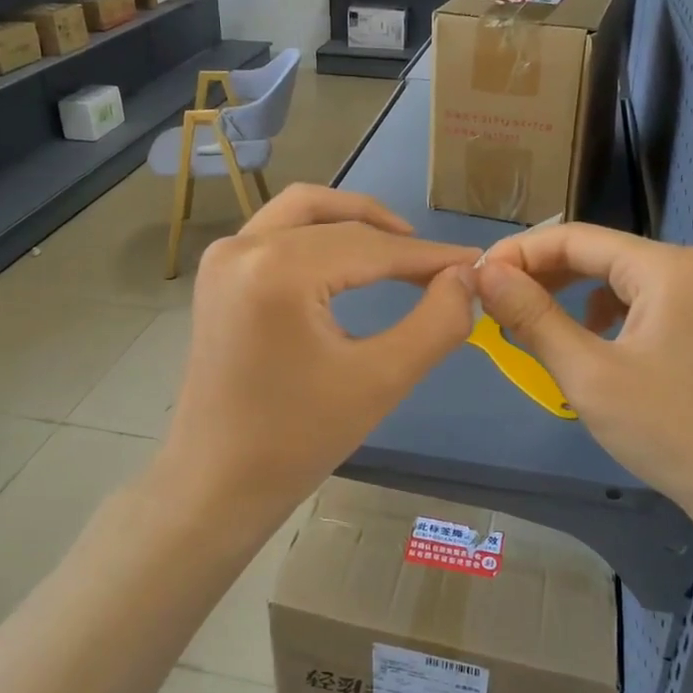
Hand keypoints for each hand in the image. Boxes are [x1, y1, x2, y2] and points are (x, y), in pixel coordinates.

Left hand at [158, 184, 478, 528]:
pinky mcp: (217, 274)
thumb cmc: (298, 438)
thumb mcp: (382, 380)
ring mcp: (223, 257)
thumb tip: (466, 277)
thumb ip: (437, 322)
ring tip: (399, 250)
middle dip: (393, 237)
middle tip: (439, 267)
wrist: (217, 481)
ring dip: (353, 221)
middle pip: (336, 220)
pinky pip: (278, 232)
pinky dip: (319, 234)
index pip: (371, 246)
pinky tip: (348, 262)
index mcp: (277, 269)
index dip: (429, 255)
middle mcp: (242, 246)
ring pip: (302, 211)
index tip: (475, 262)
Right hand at [473, 224, 692, 524]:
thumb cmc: (672, 429)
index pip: (573, 237)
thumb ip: (534, 317)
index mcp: (662, 266)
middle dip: (539, 275)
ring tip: (527, 323)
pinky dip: (597, 317)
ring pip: (612, 281)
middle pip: (594, 254)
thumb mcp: (589, 373)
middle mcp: (682, 269)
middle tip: (493, 304)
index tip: (475, 279)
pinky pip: (633, 306)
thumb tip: (486, 273)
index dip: (518, 253)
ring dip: (565, 296)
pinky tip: (584, 344)